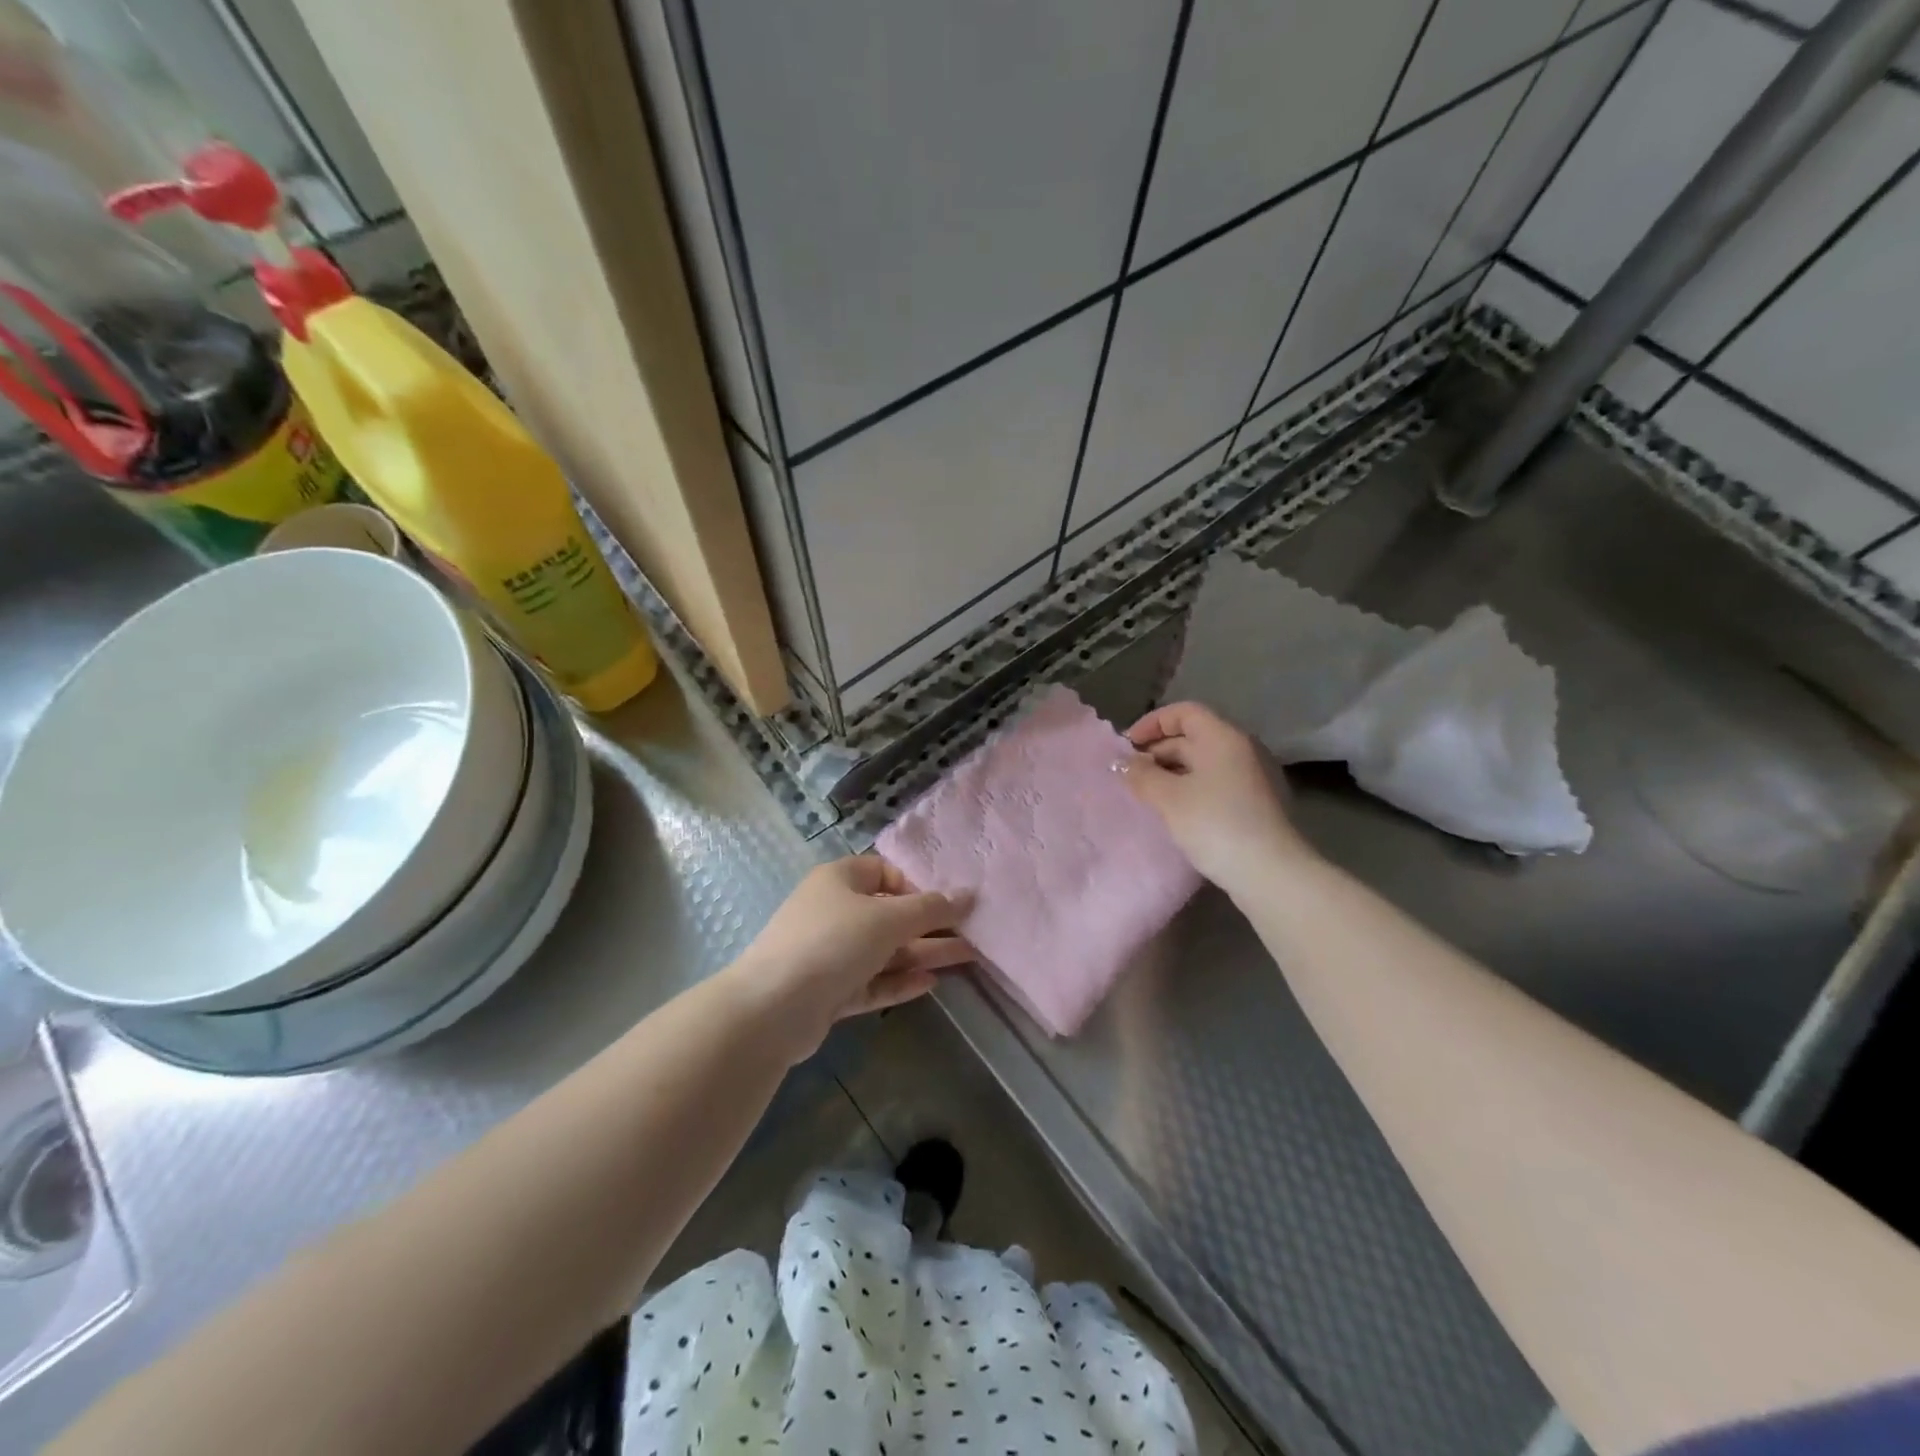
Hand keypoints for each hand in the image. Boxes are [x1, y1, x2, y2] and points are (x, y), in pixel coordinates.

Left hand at [731, 856, 972, 1062]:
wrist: (772, 1008)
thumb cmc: (832, 943)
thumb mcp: (888, 918)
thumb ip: (931, 908)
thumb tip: (969, 894)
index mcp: (839, 880)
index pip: (884, 872)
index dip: (916, 885)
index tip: (945, 903)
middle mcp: (834, 912)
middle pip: (889, 914)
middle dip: (930, 925)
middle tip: (972, 933)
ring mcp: (830, 954)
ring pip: (885, 950)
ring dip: (923, 953)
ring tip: (968, 958)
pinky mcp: (830, 991)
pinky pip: (873, 981)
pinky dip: (900, 981)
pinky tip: (932, 983)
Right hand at [1121, 701, 1313, 891]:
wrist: (1269, 872)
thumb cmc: (1214, 824)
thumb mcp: (1168, 798)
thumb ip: (1141, 775)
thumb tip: (1123, 763)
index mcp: (1222, 737)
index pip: (1184, 712)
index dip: (1152, 723)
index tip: (1127, 746)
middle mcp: (1241, 749)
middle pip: (1193, 736)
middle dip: (1157, 751)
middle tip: (1130, 775)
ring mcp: (1251, 777)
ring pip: (1202, 763)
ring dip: (1171, 773)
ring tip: (1146, 795)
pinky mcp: (1254, 803)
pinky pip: (1214, 783)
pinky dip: (1189, 789)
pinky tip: (1173, 812)